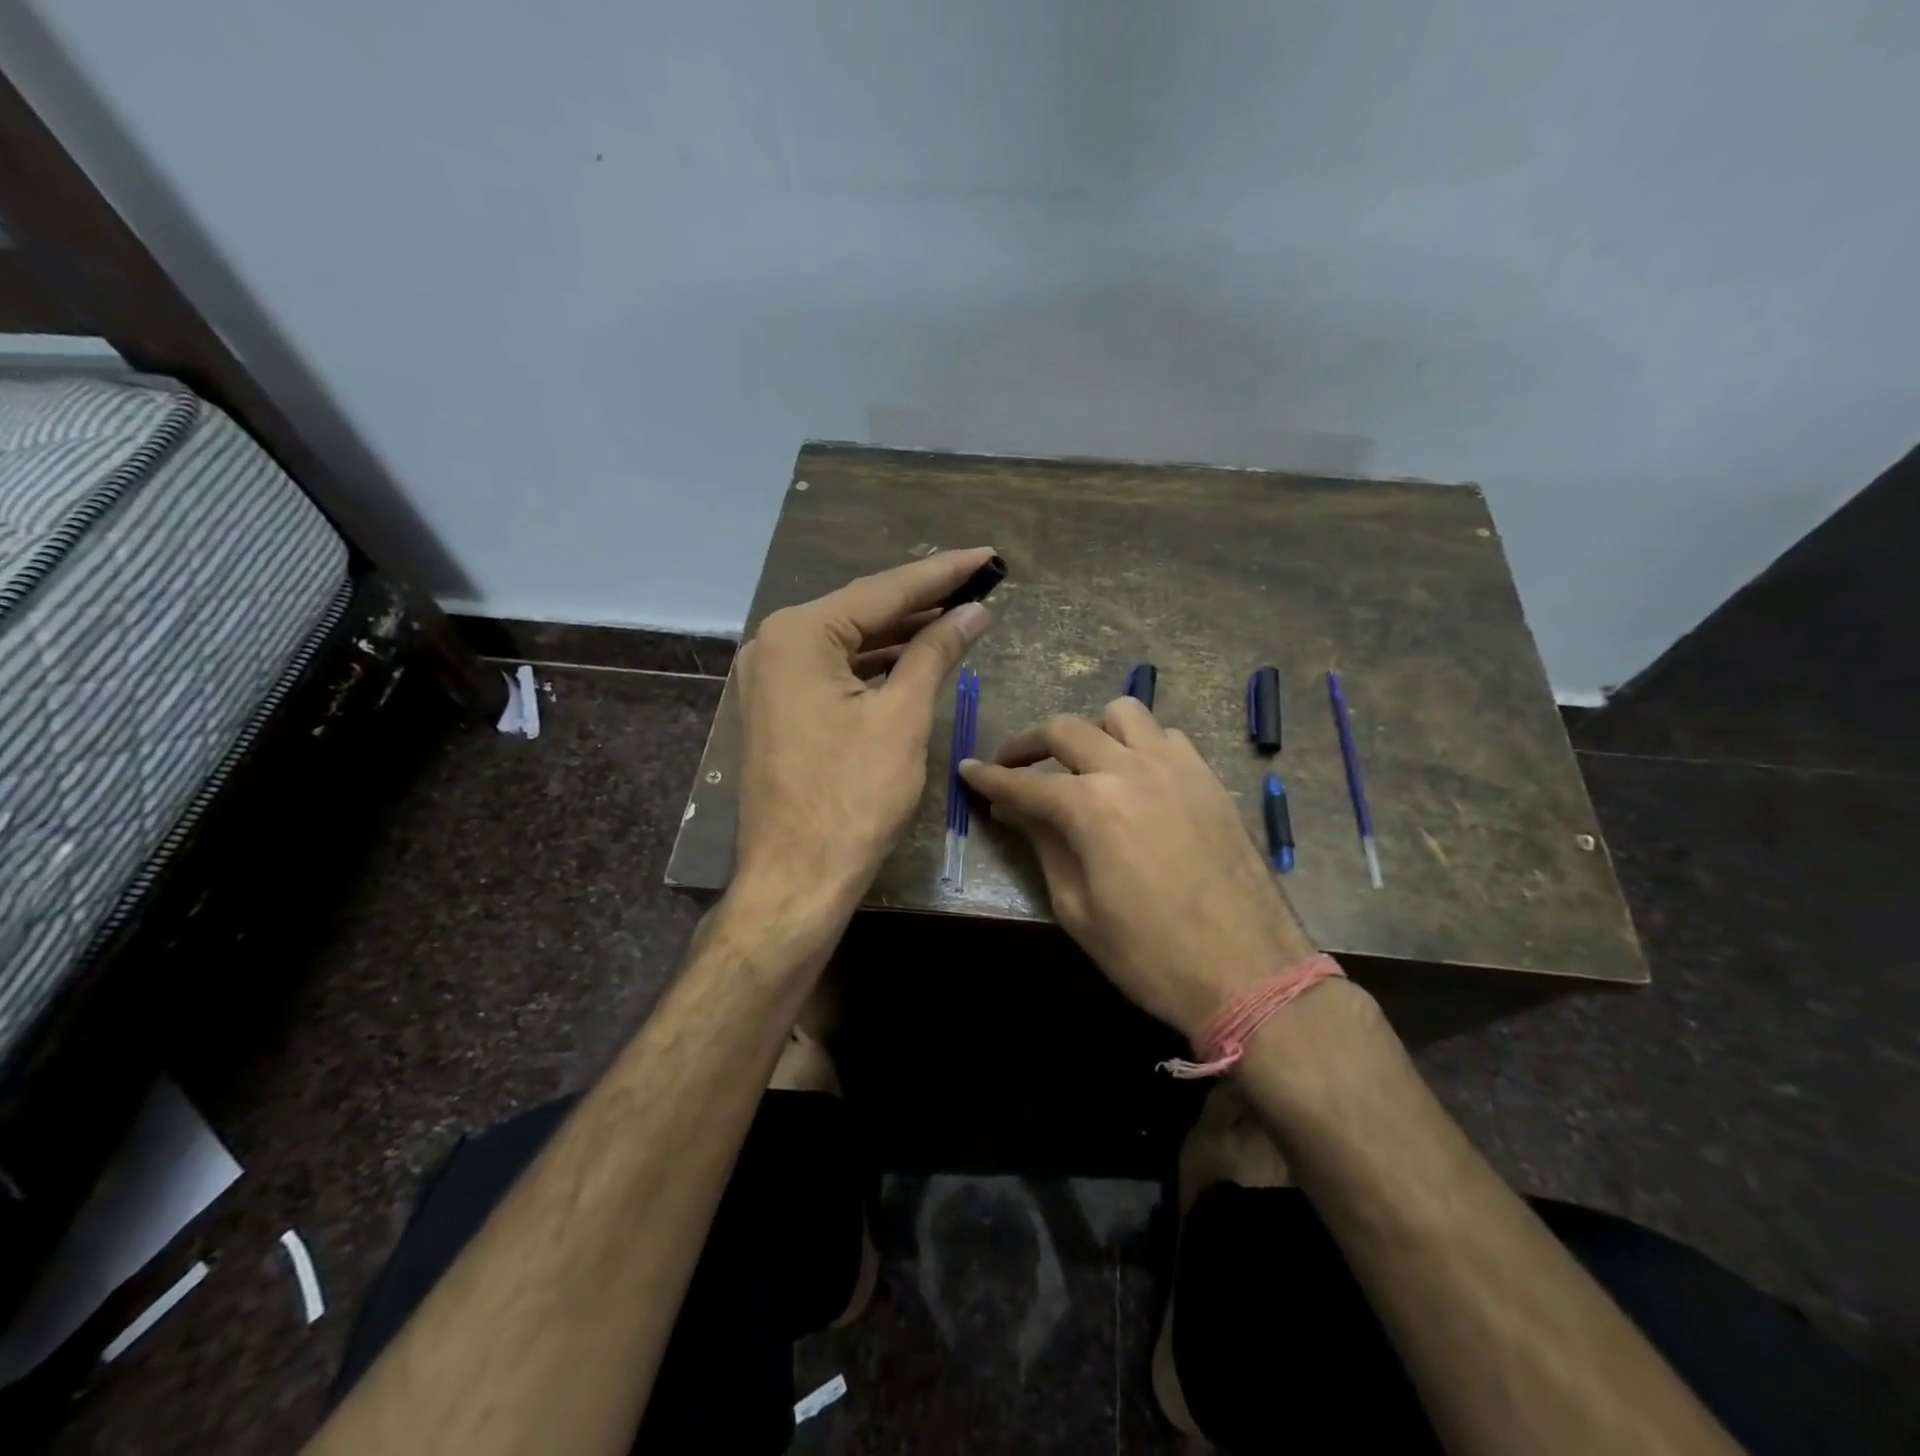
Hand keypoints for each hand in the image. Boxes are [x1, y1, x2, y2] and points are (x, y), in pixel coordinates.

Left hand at [732, 547, 995, 916]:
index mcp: (799, 634)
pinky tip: (914, 657)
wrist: (797, 876)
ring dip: (901, 634)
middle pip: (862, 612)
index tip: (986, 556)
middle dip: (922, 601)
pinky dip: (875, 666)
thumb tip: (973, 612)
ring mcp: (771, 677)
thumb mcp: (902, 717)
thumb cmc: (853, 797)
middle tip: (977, 582)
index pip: (884, 592)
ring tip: (957, 615)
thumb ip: (936, 652)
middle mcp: (775, 644)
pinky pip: (835, 672)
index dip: (942, 574)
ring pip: (849, 643)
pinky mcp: (779, 707)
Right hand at [961, 698, 1314, 1038]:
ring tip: (1081, 763)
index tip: (968, 769)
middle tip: (1011, 765)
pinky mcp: (1208, 778)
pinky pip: (1166, 736)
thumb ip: (1043, 845)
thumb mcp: (1078, 909)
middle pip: (1065, 730)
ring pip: (1122, 714)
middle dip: (1027, 743)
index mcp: (1091, 806)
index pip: (1024, 783)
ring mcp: (1176, 767)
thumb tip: (1013, 809)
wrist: (1248, 972)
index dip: (989, 777)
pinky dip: (1139, 744)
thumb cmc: (1149, 955)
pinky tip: (1135, 777)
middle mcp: (1130, 769)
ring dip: (1090, 731)